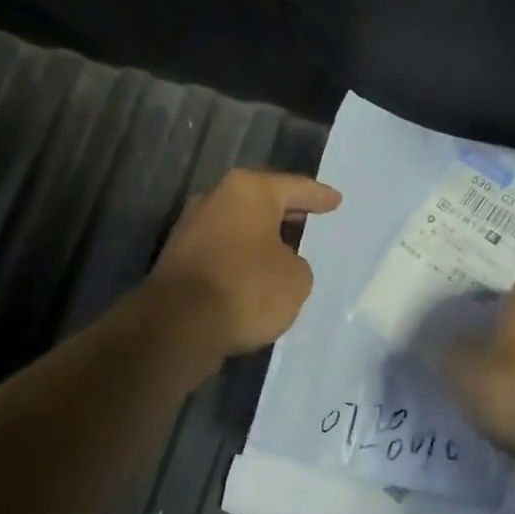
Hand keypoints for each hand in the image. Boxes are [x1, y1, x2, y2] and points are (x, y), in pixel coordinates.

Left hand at [149, 169, 341, 357]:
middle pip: (260, 202)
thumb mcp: (296, 279)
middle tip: (310, 216)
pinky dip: (240, 258)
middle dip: (285, 212)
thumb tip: (277, 263)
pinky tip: (255, 273)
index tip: (336, 200)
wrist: (179, 325)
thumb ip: (295, 263)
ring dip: (259, 237)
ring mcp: (191, 227)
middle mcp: (215, 199)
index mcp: (248, 191)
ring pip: (238, 226)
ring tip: (285, 249)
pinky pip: (222, 251)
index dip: (318, 196)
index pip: (294, 188)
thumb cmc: (246, 289)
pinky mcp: (178, 258)